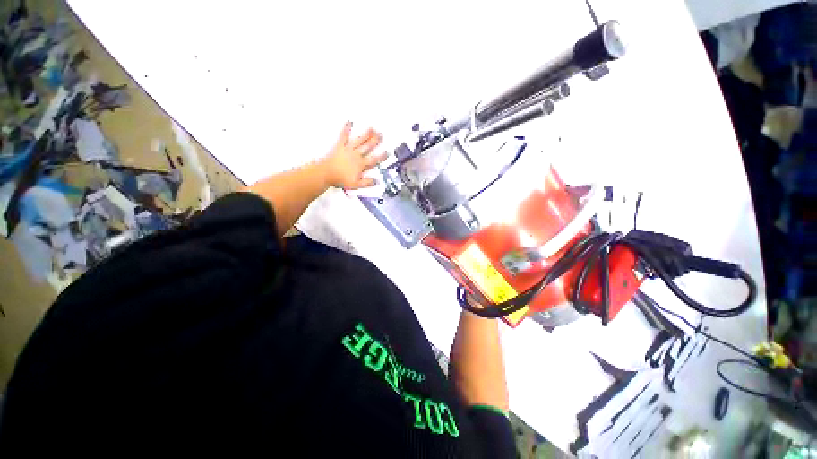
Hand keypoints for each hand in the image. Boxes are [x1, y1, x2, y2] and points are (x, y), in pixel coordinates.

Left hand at [321, 122, 387, 189]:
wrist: (326, 173)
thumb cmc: (341, 179)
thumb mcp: (356, 184)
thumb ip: (367, 182)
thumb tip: (376, 181)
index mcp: (361, 164)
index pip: (374, 160)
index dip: (381, 156)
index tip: (387, 152)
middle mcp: (356, 155)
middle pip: (368, 147)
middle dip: (375, 141)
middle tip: (381, 135)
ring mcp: (348, 149)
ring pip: (359, 140)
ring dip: (366, 134)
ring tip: (372, 128)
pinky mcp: (340, 146)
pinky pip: (344, 136)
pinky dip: (346, 129)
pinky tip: (349, 122)